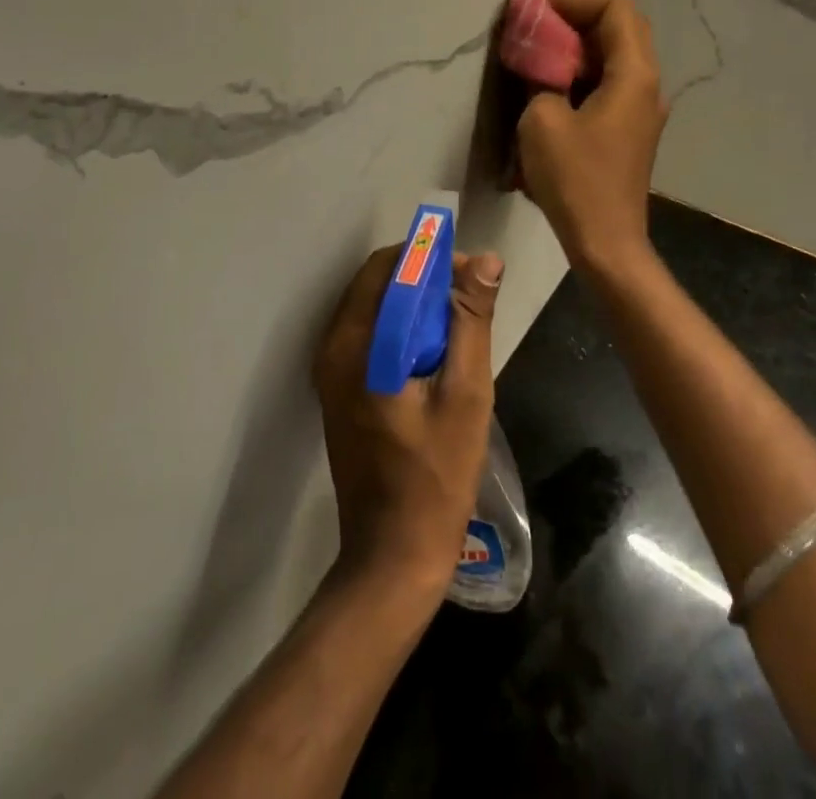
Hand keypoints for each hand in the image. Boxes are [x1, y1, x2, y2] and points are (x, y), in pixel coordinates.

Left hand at [313, 245, 504, 599]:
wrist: (392, 556)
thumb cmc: (435, 476)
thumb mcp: (466, 394)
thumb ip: (470, 321)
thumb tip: (485, 260)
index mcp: (355, 345)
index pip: (388, 269)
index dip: (432, 259)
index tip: (473, 272)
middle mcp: (332, 349)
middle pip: (377, 284)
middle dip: (424, 278)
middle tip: (470, 298)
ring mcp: (330, 371)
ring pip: (373, 307)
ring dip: (414, 303)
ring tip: (459, 324)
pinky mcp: (338, 389)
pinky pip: (369, 335)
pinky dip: (401, 327)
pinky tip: (434, 352)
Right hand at [517, 0, 667, 272]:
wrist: (607, 241)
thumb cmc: (576, 180)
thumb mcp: (542, 120)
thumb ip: (542, 78)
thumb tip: (544, 67)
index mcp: (634, 74)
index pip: (615, 8)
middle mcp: (648, 83)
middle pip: (623, 24)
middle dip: (581, 11)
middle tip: (541, 11)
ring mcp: (643, 107)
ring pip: (619, 51)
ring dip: (583, 38)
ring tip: (544, 37)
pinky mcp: (631, 127)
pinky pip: (613, 78)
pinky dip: (586, 65)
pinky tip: (556, 75)